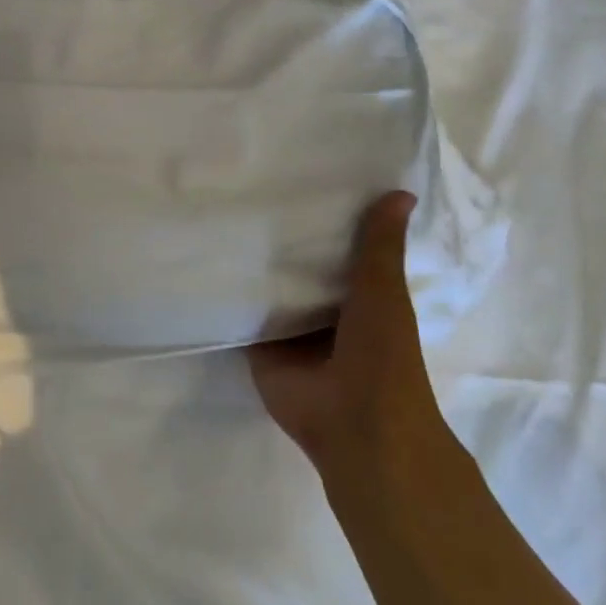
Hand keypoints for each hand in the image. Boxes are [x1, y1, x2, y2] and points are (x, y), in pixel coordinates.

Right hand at [248, 193, 449, 498]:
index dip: (323, 221)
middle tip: (249, 190)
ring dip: (251, 266)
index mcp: (359, 299)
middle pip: (298, 269)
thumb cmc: (382, 355)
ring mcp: (289, 331)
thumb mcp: (384, 291)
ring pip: (268, 290)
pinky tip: (204, 258)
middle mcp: (322, 312)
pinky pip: (241, 314)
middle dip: (280, 241)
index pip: (337, 251)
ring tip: (220, 214)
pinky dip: (228, 294)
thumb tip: (401, 192)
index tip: (299, 181)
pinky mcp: (258, 346)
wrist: (354, 423)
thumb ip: (381, 246)